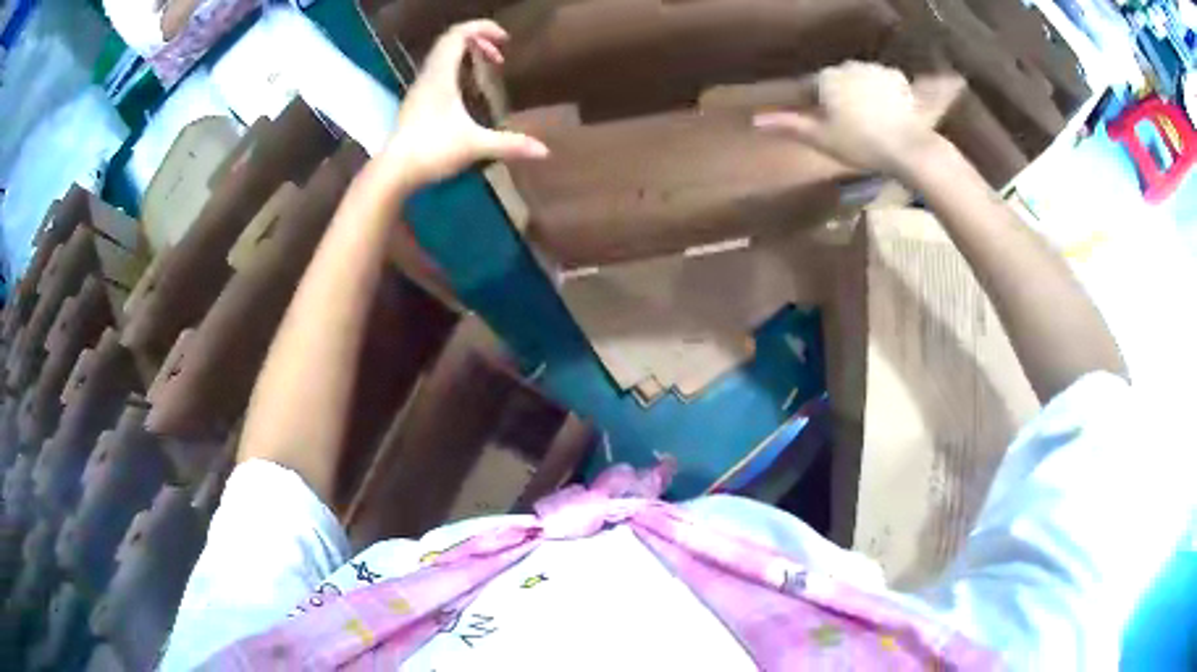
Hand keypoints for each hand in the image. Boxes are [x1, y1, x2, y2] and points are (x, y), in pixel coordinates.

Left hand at [381, 20, 548, 187]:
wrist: (393, 172)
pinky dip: (456, 67)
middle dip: (478, 39)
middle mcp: (428, 75)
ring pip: (442, 55)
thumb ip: (510, 144)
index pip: (458, 34)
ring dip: (466, 53)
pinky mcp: (415, 102)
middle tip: (499, 55)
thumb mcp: (475, 145)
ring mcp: (419, 88)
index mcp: (441, 75)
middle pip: (450, 40)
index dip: (483, 28)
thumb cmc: (432, 150)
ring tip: (487, 66)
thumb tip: (545, 151)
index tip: (505, 39)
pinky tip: (467, 89)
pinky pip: (437, 70)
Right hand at [753, 61, 936, 172]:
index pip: (813, 86)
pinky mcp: (899, 80)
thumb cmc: (860, 144)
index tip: (828, 125)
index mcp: (827, 77)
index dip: (818, 105)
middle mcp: (849, 66)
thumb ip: (789, 125)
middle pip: (839, 81)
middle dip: (841, 97)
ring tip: (873, 122)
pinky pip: (885, 84)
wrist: (908, 148)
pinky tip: (891, 114)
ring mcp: (875, 70)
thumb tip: (755, 119)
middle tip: (851, 126)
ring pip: (862, 81)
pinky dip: (886, 95)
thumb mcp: (820, 138)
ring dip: (863, 95)